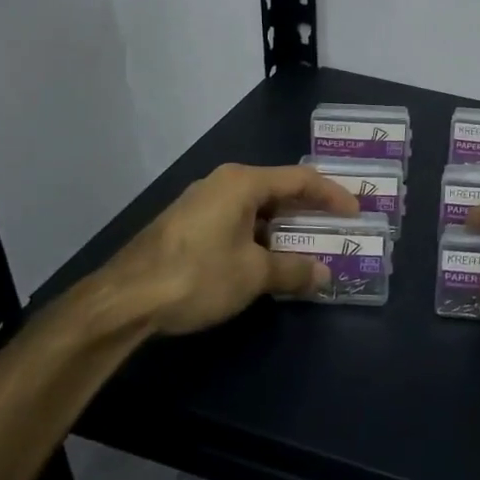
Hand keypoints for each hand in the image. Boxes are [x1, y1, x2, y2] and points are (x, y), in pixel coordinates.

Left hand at [61, 163, 359, 342]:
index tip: (356, 214)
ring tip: (307, 249)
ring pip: (256, 209)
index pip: (300, 179)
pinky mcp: (186, 227)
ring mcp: (201, 204)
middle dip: (309, 212)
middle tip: (336, 229)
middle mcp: (222, 184)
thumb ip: (294, 270)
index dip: (333, 195)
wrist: (123, 300)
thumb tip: (324, 275)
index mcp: (242, 183)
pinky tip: (267, 262)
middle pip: (278, 191)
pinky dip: (259, 238)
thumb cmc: (197, 276)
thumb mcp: (253, 274)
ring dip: (284, 229)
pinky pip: (236, 223)